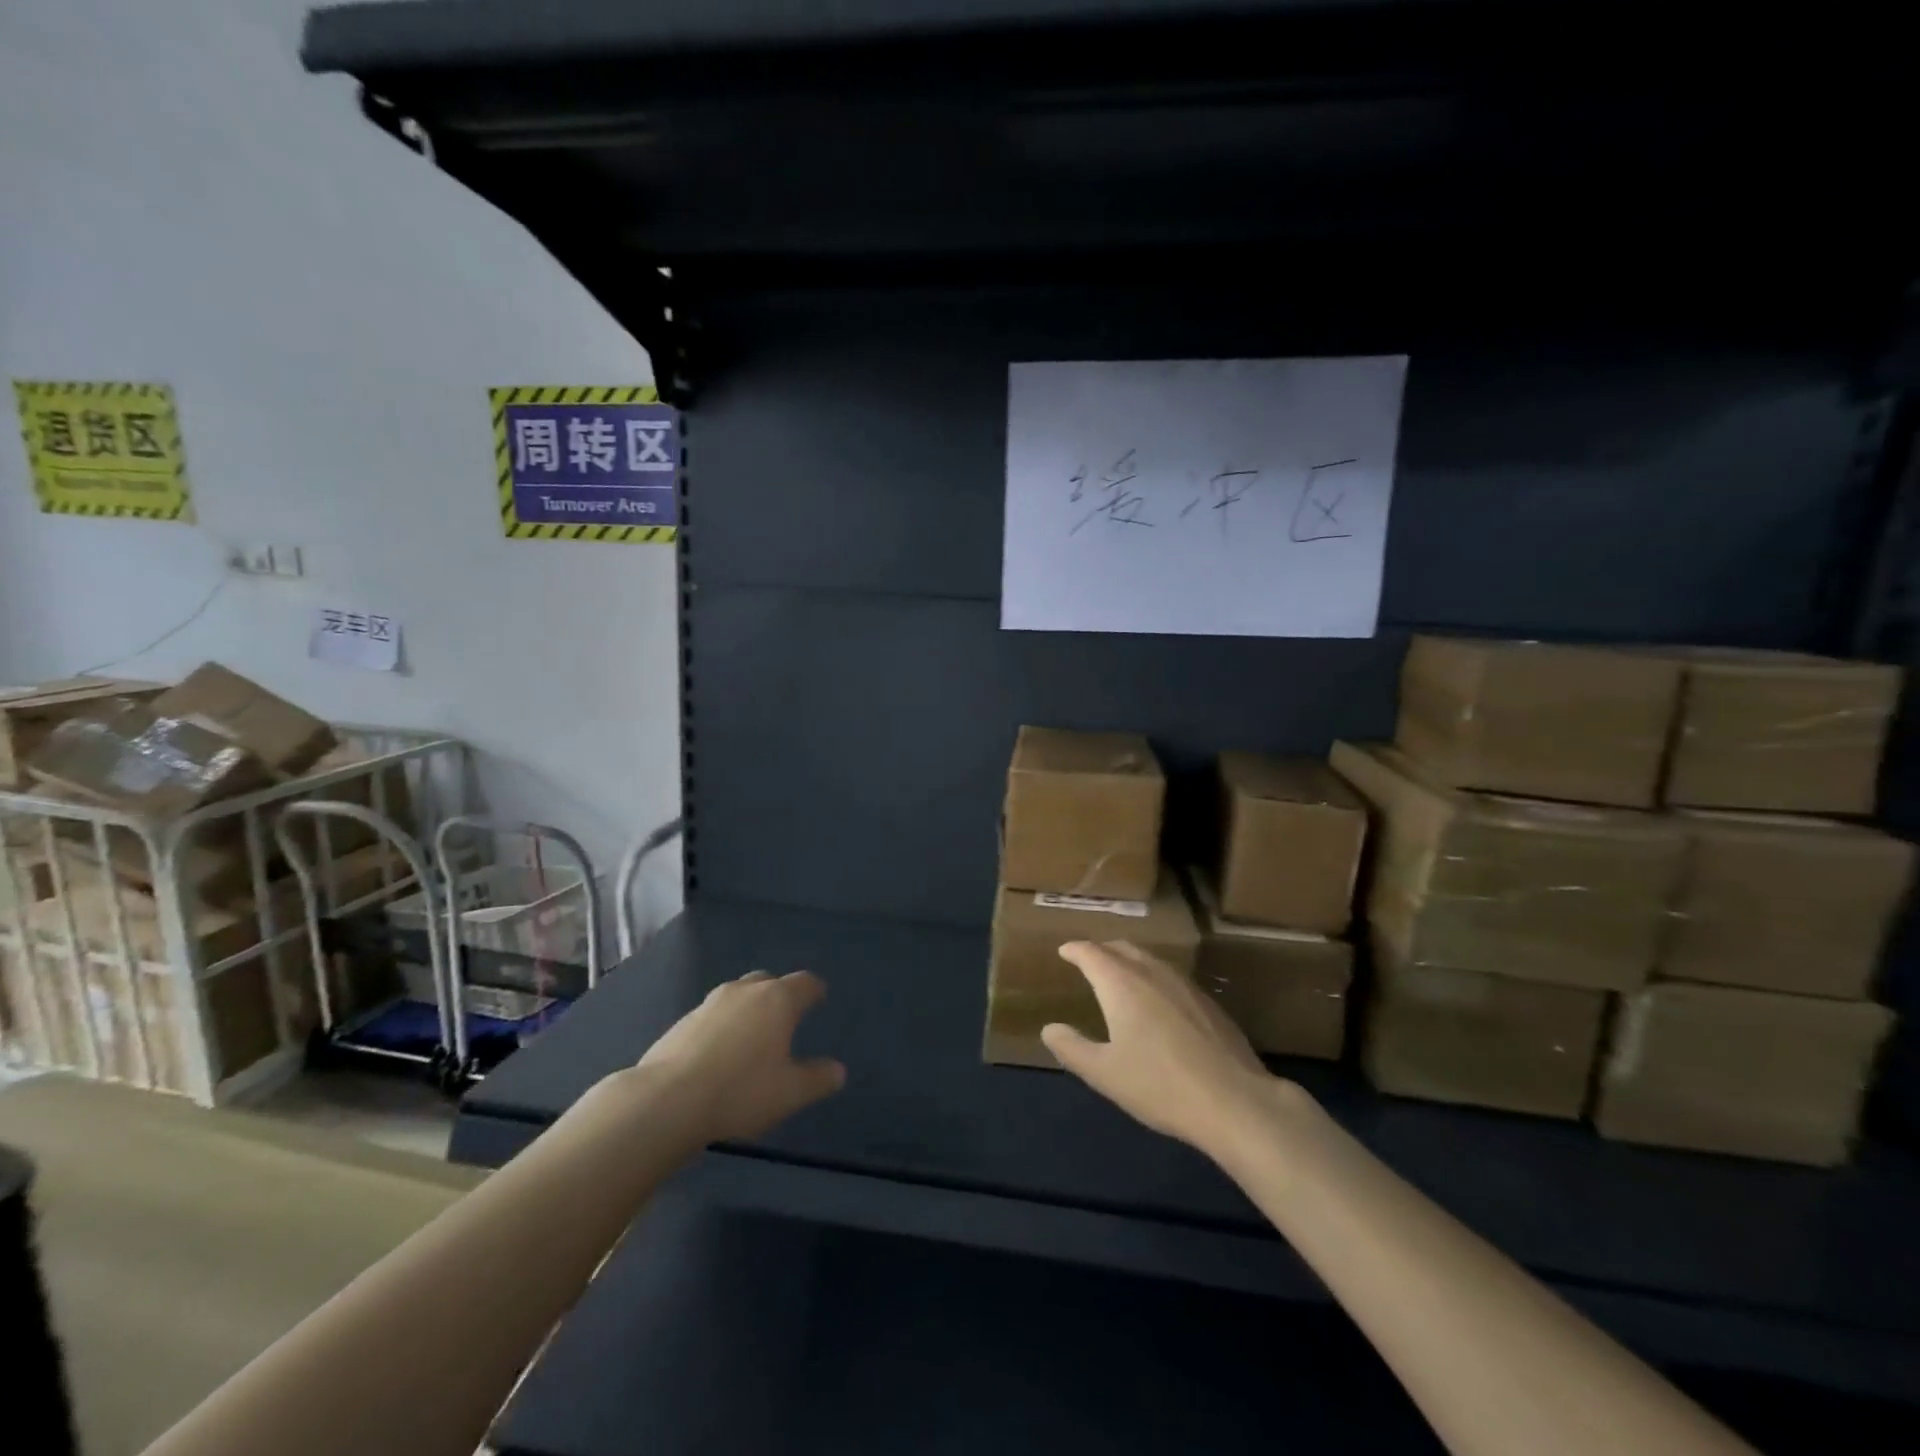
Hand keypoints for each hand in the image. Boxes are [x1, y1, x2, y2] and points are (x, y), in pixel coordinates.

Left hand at [633, 971, 846, 1145]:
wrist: (667, 1100)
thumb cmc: (740, 1091)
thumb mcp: (790, 1093)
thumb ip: (818, 1079)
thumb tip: (838, 1071)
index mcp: (777, 1000)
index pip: (804, 983)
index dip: (814, 990)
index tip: (819, 997)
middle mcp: (745, 991)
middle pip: (768, 981)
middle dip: (779, 994)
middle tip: (785, 1017)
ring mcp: (710, 1003)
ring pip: (738, 994)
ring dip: (748, 1008)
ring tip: (751, 1034)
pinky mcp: (682, 1021)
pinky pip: (713, 1014)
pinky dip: (723, 1024)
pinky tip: (720, 1052)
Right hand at [1042, 941, 1278, 1155]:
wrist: (1234, 1101)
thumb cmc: (1159, 1085)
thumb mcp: (1104, 1073)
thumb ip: (1072, 1048)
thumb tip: (1049, 1028)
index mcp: (1121, 984)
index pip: (1092, 953)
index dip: (1075, 950)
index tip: (1064, 951)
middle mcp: (1152, 973)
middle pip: (1122, 949)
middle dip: (1102, 951)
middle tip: (1089, 960)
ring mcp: (1185, 985)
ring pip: (1150, 960)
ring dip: (1130, 961)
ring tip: (1121, 977)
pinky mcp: (1209, 1003)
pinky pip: (1171, 977)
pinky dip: (1154, 978)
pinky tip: (1158, 1003)